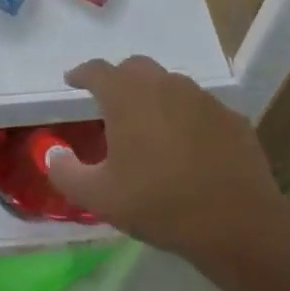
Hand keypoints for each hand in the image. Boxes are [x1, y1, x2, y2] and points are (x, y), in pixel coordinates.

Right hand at [48, 55, 281, 259]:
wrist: (237, 222)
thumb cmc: (159, 203)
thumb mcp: (98, 197)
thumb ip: (65, 172)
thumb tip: (52, 153)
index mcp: (128, 96)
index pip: (98, 70)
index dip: (82, 74)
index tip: (72, 81)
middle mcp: (165, 85)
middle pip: (135, 68)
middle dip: (118, 79)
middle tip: (110, 103)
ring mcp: (203, 98)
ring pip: (170, 85)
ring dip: (153, 96)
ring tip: (148, 126)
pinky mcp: (231, 117)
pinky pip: (199, 108)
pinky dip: (185, 117)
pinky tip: (186, 146)